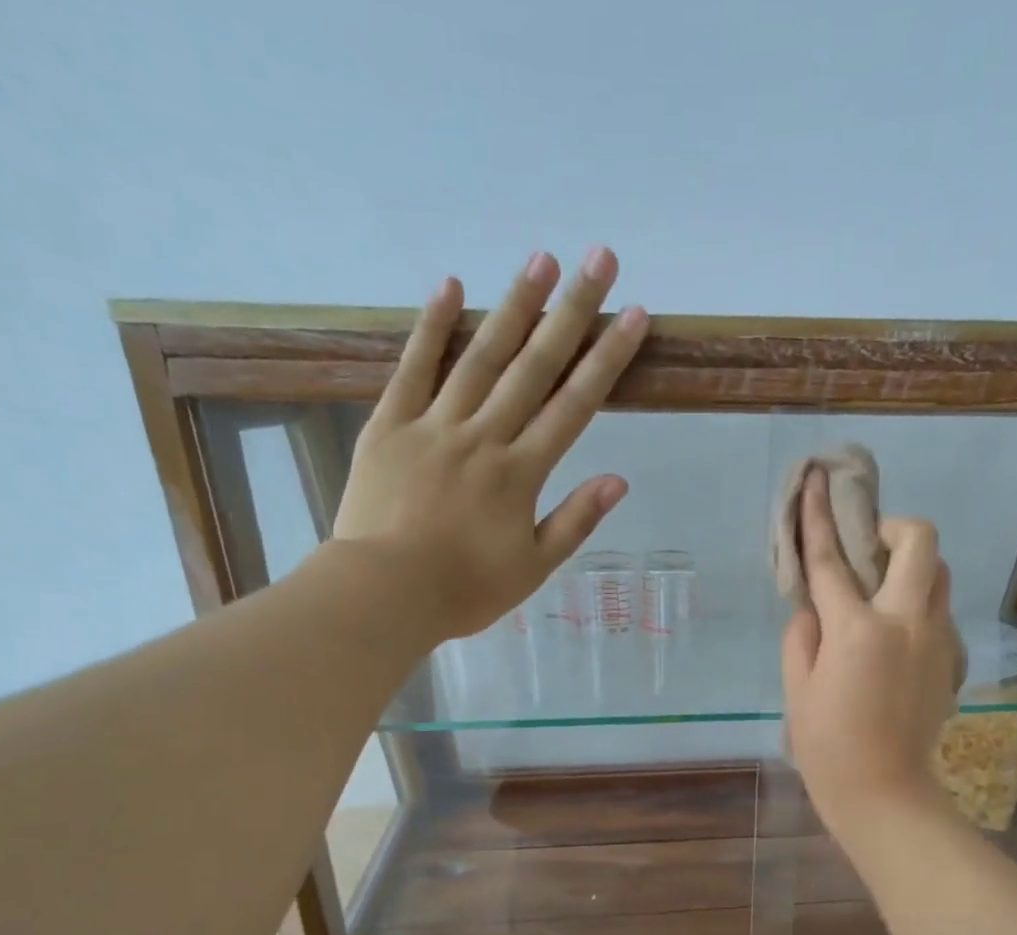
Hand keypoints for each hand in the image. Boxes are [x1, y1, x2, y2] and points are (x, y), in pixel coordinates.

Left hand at [331, 247, 647, 640]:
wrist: (383, 593)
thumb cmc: (464, 590)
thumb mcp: (532, 567)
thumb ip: (574, 521)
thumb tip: (617, 481)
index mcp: (520, 474)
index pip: (574, 406)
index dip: (607, 359)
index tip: (634, 316)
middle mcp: (483, 437)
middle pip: (534, 367)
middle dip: (571, 312)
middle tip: (598, 259)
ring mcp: (433, 426)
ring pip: (480, 357)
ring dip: (513, 306)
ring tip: (541, 259)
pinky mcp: (389, 425)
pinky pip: (412, 369)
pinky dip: (431, 327)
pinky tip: (451, 286)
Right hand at [780, 472, 959, 844]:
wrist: (884, 793)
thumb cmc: (827, 746)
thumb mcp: (797, 689)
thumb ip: (802, 635)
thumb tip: (814, 608)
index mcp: (858, 629)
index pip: (834, 559)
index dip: (819, 516)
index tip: (815, 481)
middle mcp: (907, 622)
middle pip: (921, 542)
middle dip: (895, 529)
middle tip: (870, 549)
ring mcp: (937, 640)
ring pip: (941, 575)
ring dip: (913, 568)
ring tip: (883, 592)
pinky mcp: (952, 661)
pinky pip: (940, 614)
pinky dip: (919, 609)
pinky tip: (895, 640)